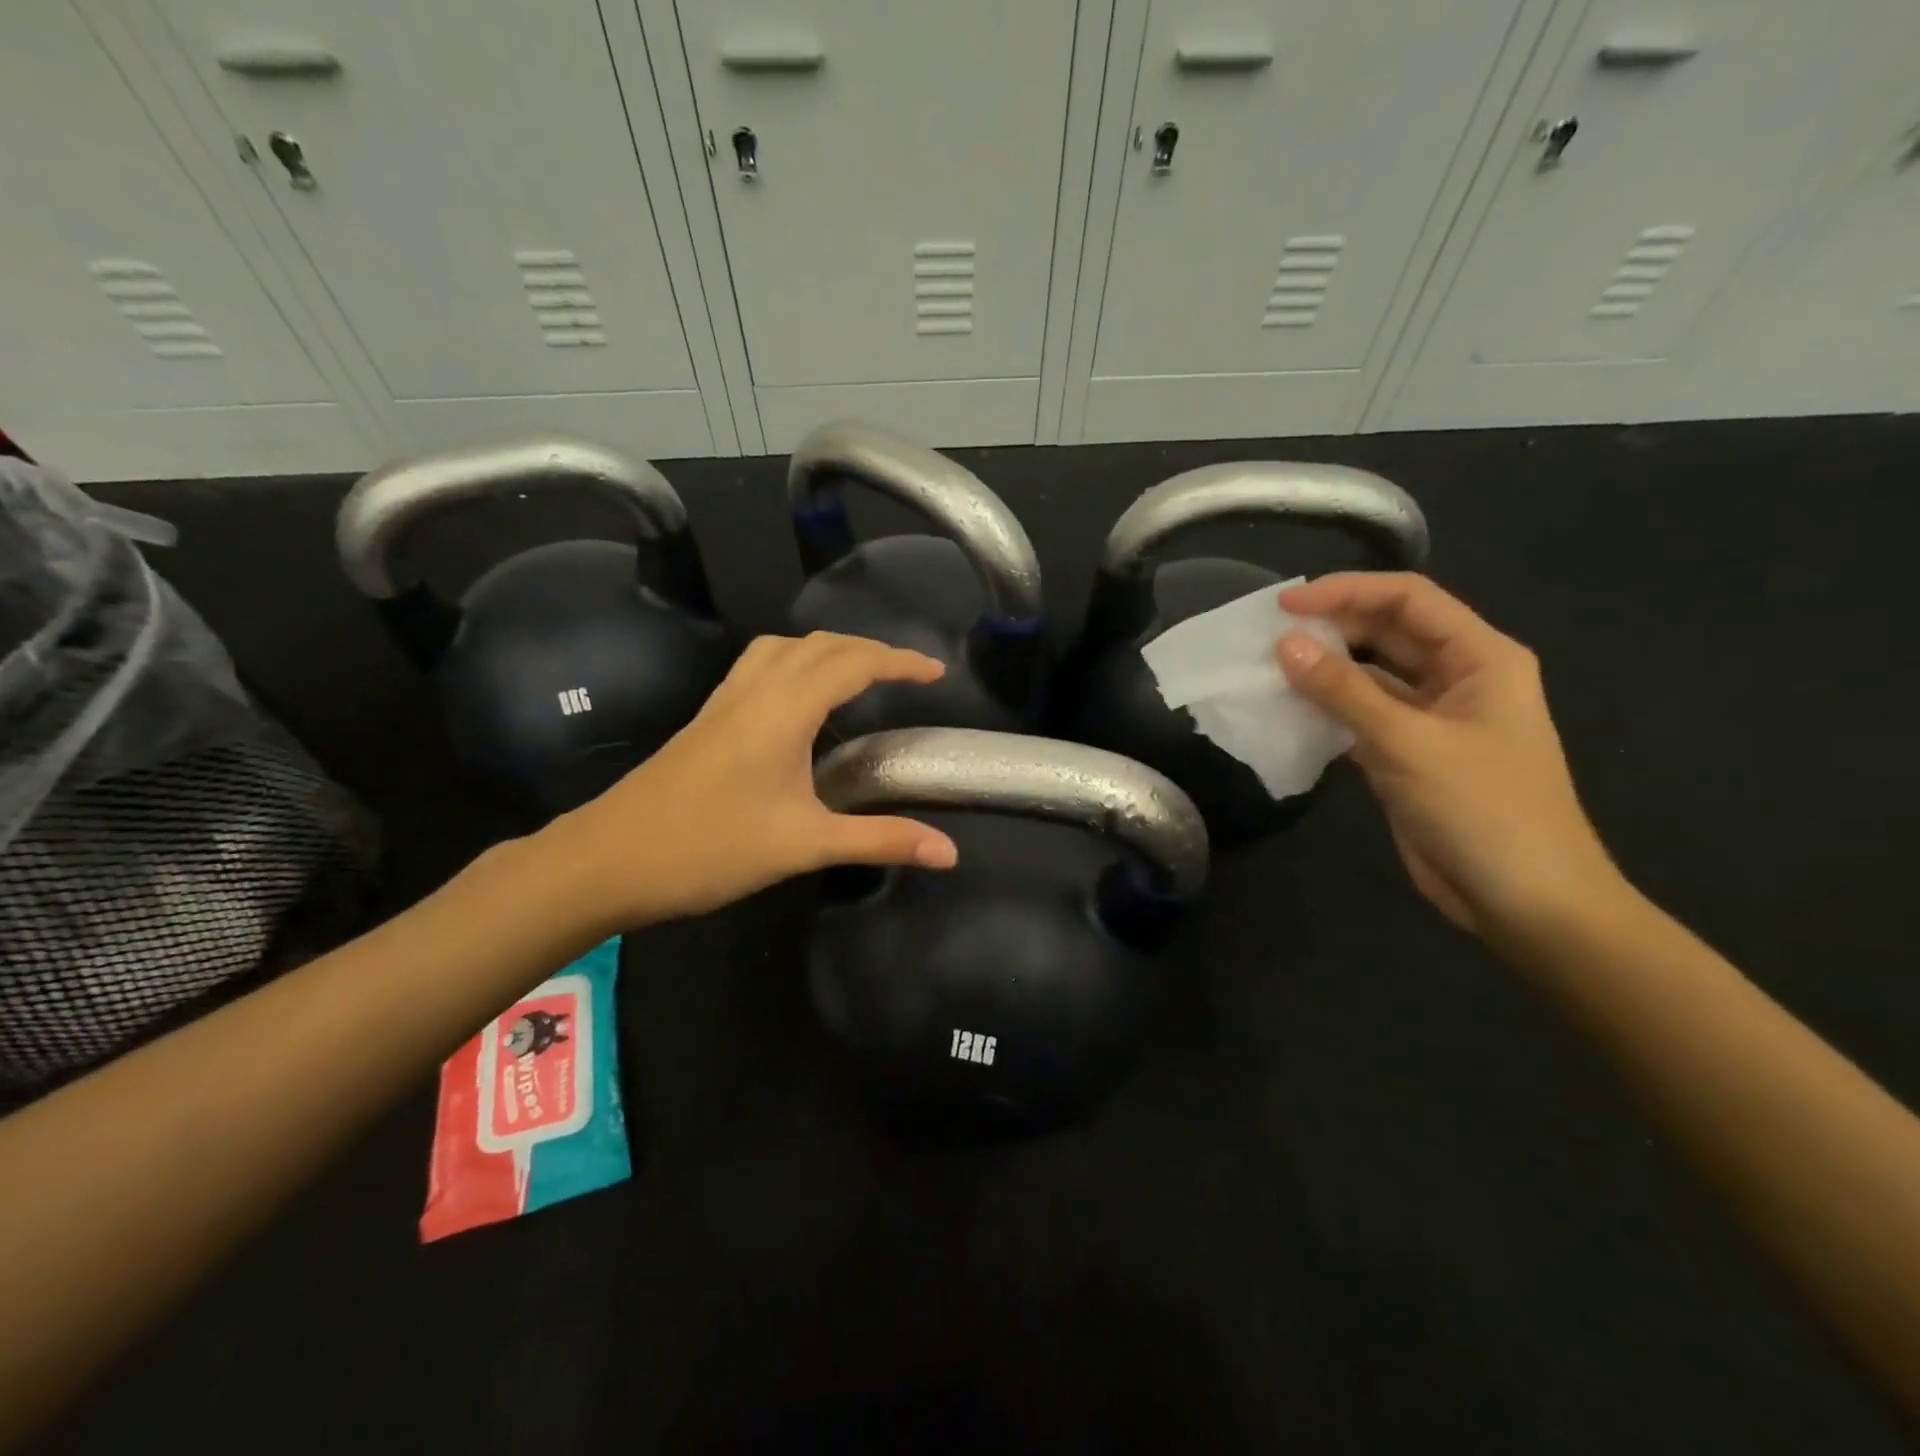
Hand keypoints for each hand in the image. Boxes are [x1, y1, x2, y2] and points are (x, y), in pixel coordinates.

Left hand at [541, 633, 958, 928]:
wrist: (607, 859)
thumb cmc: (709, 848)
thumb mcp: (804, 845)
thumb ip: (879, 840)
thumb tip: (950, 852)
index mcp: (784, 709)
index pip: (854, 664)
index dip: (900, 662)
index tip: (936, 672)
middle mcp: (755, 690)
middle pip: (821, 645)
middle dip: (870, 650)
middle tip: (907, 674)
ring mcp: (725, 701)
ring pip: (785, 649)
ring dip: (829, 650)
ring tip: (858, 674)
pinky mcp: (707, 718)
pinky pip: (761, 666)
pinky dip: (795, 663)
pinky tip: (799, 701)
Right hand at [1275, 573, 1621, 937]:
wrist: (1525, 900)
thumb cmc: (1483, 810)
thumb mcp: (1408, 743)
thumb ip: (1343, 691)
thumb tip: (1284, 645)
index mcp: (1481, 658)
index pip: (1408, 600)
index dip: (1346, 592)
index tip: (1285, 604)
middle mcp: (1458, 678)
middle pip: (1388, 632)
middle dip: (1332, 627)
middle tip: (1267, 635)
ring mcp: (1432, 718)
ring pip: (1371, 676)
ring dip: (1325, 670)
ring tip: (1268, 667)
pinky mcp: (1409, 755)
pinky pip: (1362, 716)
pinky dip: (1328, 710)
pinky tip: (1288, 710)